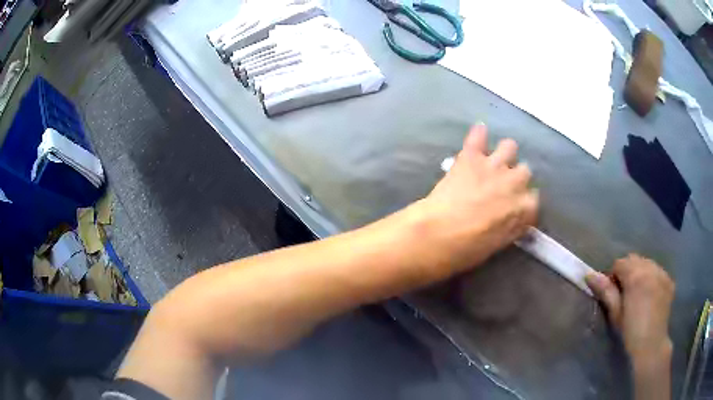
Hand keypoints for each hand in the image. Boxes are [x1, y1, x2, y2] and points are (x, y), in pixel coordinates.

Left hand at [408, 123, 538, 274]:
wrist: (438, 234)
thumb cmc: (467, 249)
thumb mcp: (498, 245)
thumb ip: (511, 227)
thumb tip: (514, 221)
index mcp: (524, 208)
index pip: (533, 200)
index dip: (523, 203)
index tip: (515, 207)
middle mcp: (515, 182)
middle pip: (525, 171)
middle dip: (516, 177)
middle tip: (502, 186)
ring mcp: (494, 165)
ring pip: (510, 147)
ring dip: (504, 153)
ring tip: (493, 160)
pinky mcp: (471, 156)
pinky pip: (478, 135)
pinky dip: (478, 134)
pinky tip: (478, 133)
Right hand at [585, 254, 674, 369]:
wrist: (651, 344)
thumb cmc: (630, 331)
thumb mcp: (616, 313)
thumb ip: (606, 291)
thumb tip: (589, 275)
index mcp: (635, 275)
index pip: (619, 263)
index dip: (613, 276)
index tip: (612, 293)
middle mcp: (650, 267)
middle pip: (634, 259)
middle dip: (628, 271)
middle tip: (625, 293)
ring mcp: (662, 273)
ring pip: (647, 263)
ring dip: (641, 273)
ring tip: (639, 293)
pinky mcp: (669, 280)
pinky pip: (658, 272)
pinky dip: (652, 278)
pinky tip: (651, 295)